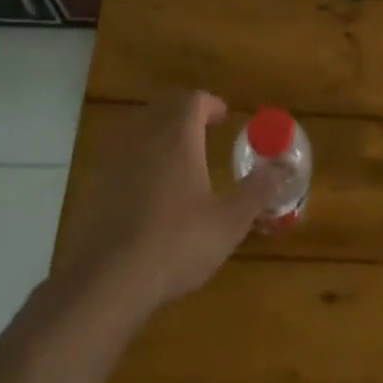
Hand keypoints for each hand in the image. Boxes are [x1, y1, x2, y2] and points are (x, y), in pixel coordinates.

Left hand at [55, 91, 279, 321]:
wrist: (108, 281)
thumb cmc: (177, 243)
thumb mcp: (229, 221)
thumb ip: (257, 191)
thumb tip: (283, 168)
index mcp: (178, 140)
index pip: (193, 101)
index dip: (211, 104)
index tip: (225, 117)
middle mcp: (145, 142)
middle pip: (165, 113)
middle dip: (186, 119)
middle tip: (206, 135)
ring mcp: (117, 165)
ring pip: (143, 137)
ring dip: (164, 142)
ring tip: (183, 167)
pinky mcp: (99, 191)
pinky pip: (126, 165)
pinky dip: (143, 169)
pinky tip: (153, 200)